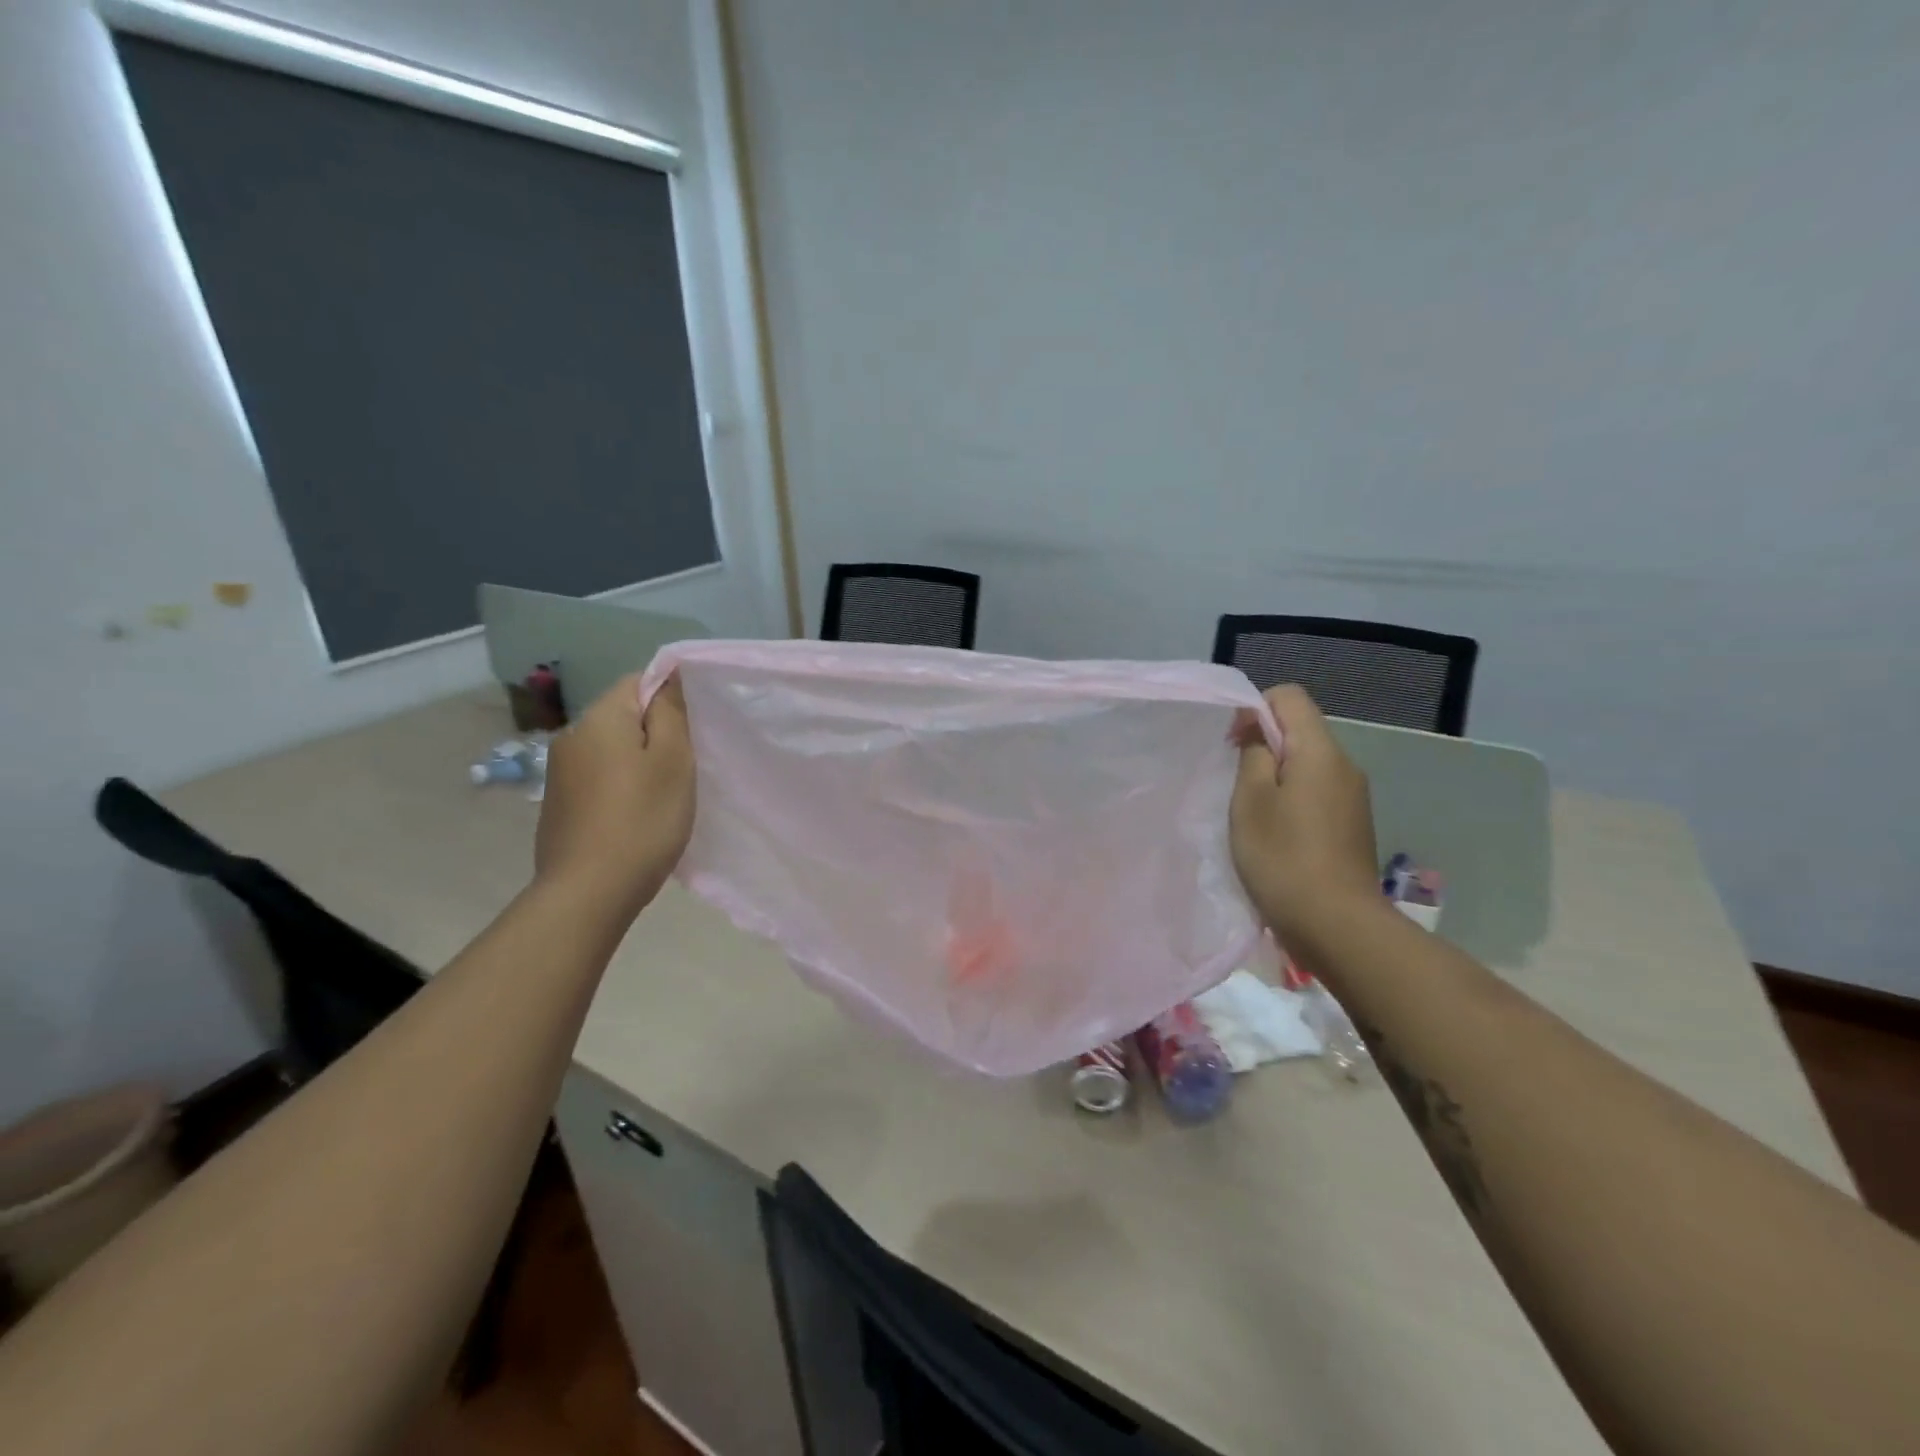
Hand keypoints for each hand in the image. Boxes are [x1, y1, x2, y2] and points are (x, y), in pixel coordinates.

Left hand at [534, 674, 693, 918]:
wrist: (588, 892)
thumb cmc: (642, 820)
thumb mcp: (673, 761)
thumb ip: (671, 712)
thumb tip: (670, 675)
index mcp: (599, 719)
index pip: (638, 681)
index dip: (670, 699)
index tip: (693, 732)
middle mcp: (571, 736)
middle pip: (623, 717)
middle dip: (655, 734)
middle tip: (685, 767)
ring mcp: (559, 773)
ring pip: (611, 750)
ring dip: (638, 763)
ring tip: (663, 796)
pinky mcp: (557, 804)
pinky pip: (598, 778)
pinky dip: (620, 787)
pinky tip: (634, 817)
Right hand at [1230, 684, 1383, 948]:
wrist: (1338, 926)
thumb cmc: (1282, 857)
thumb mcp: (1250, 800)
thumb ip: (1252, 752)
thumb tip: (1255, 723)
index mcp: (1320, 751)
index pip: (1289, 696)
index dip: (1255, 708)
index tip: (1233, 744)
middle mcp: (1344, 766)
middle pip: (1300, 730)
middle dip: (1263, 745)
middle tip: (1235, 784)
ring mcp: (1353, 797)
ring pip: (1308, 764)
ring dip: (1276, 776)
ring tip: (1253, 814)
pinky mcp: (1353, 825)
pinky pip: (1318, 792)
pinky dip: (1293, 799)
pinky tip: (1277, 835)